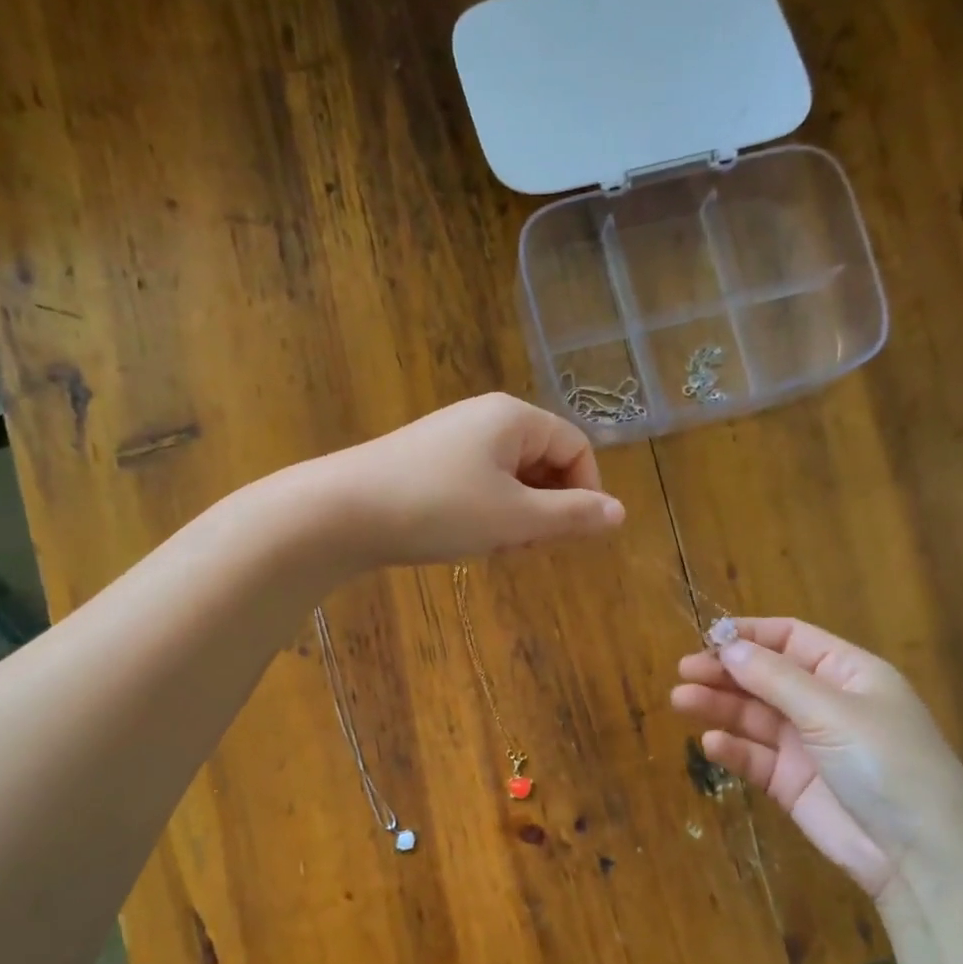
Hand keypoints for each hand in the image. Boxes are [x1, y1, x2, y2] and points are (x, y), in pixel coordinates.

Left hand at [320, 393, 624, 565]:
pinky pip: (477, 483)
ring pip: (509, 477)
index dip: (585, 492)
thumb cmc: (438, 509)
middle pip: (543, 460)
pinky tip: (462, 538)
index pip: (576, 447)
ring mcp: (452, 437)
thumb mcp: (514, 519)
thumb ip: (571, 516)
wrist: (342, 511)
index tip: (571, 536)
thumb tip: (620, 513)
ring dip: (514, 516)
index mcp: (514, 417)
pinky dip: (484, 512)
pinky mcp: (426, 461)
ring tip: (490, 546)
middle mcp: (485, 417)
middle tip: (523, 547)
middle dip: (545, 508)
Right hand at [671, 618, 962, 899]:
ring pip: (753, 716)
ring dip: (719, 706)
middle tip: (684, 671)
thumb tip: (728, 646)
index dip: (750, 635)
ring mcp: (807, 745)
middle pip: (765, 677)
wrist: (919, 855)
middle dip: (725, 671)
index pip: (791, 639)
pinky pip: (755, 757)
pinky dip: (733, 748)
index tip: (708, 638)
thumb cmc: (886, 764)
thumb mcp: (832, 711)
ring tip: (681, 700)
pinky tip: (712, 744)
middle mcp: (825, 704)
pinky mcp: (792, 783)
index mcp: (847, 674)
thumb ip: (775, 678)